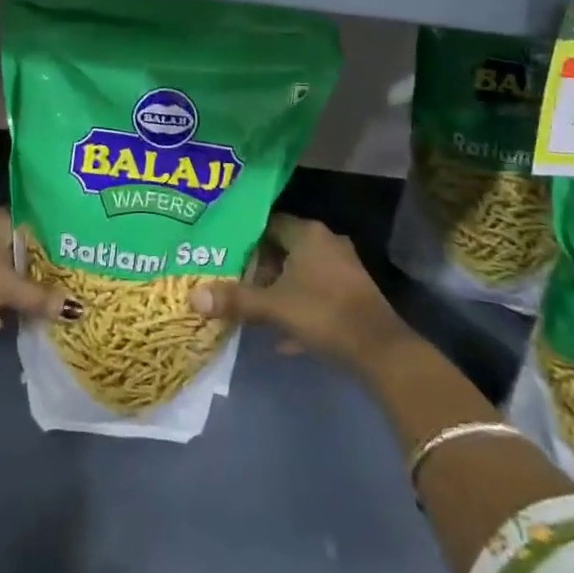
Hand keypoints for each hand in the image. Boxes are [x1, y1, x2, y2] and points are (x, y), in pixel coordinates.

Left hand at [0, 205, 73, 333]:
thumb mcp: (9, 286)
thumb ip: (40, 296)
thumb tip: (77, 309)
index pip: (26, 222)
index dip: (45, 240)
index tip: (66, 255)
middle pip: (9, 248)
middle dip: (26, 267)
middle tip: (55, 282)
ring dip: (4, 287)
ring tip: (31, 304)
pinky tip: (0, 324)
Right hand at [190, 213, 410, 369]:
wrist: (380, 350)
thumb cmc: (323, 313)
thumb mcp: (274, 307)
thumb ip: (235, 300)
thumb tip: (193, 296)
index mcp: (307, 233)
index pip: (268, 223)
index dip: (245, 236)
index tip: (223, 249)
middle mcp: (326, 242)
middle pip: (283, 248)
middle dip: (260, 266)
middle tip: (232, 279)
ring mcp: (342, 268)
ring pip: (300, 272)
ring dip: (279, 288)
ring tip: (252, 305)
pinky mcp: (351, 294)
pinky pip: (315, 293)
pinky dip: (298, 306)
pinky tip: (282, 335)